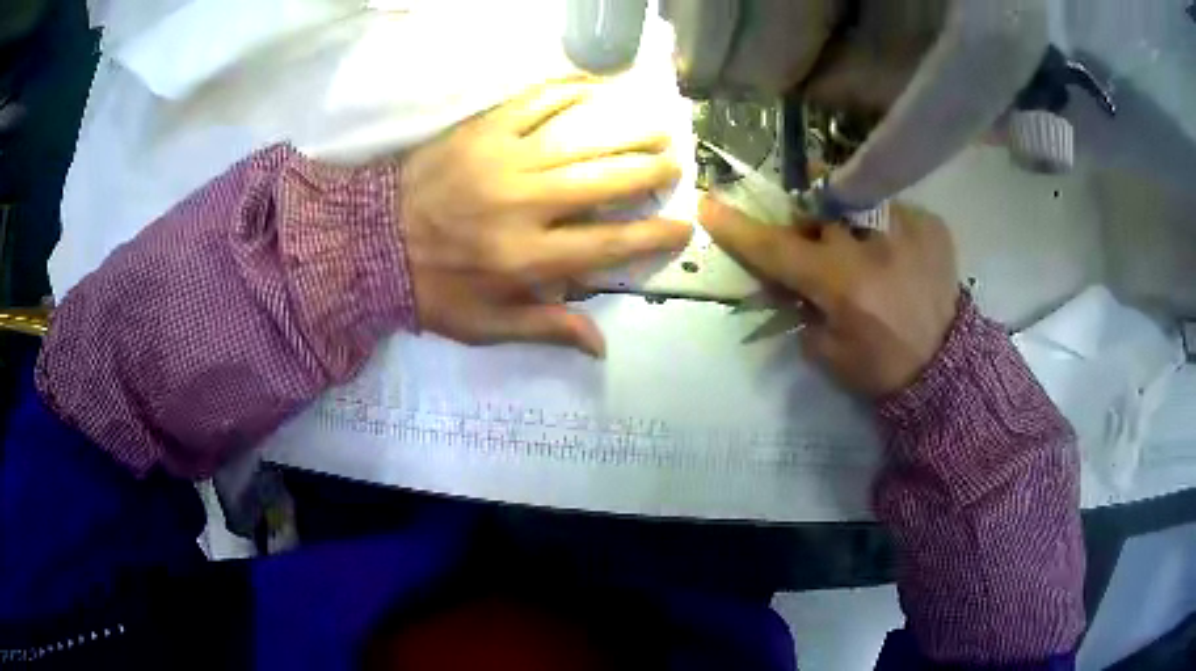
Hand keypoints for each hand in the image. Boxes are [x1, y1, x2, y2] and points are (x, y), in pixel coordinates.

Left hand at [401, 81, 690, 356]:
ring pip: (581, 138)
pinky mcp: (482, 131)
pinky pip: (536, 103)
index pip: (610, 244)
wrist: (370, 244)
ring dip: (625, 130)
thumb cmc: (432, 289)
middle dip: (649, 171)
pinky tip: (598, 89)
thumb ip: (546, 329)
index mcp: (529, 258)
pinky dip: (571, 93)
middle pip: (605, 181)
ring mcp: (504, 161)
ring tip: (655, 126)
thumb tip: (601, 345)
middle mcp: (526, 204)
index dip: (652, 236)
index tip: (683, 224)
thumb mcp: (486, 326)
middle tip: (674, 163)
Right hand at [700, 198, 959, 397]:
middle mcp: (872, 244)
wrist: (946, 367)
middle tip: (816, 241)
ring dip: (848, 219)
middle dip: (807, 219)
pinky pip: (891, 209)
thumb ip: (798, 307)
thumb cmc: (881, 368)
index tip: (708, 204)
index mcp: (842, 283)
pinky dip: (884, 227)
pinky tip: (896, 256)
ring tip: (864, 248)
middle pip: (817, 207)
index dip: (738, 228)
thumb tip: (784, 278)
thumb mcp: (826, 351)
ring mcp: (906, 226)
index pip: (776, 247)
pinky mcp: (931, 224)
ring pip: (855, 200)